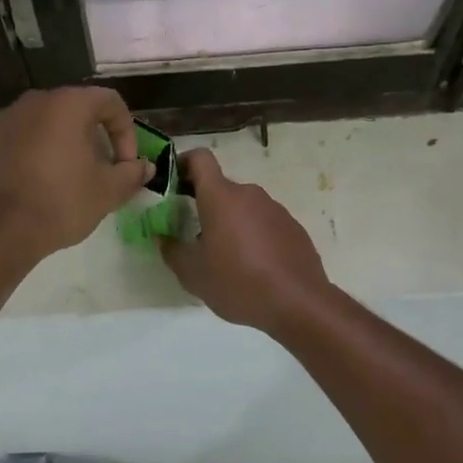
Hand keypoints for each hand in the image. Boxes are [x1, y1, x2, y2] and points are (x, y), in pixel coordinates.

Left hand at [0, 87, 152, 259]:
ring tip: (66, 176)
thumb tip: (145, 167)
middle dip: (93, 136)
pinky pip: (17, 137)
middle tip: (99, 169)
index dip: (126, 131)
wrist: (0, 230)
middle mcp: (34, 100)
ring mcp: (3, 118)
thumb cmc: (61, 203)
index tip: (125, 164)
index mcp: (68, 104)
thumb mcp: (108, 192)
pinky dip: (31, 151)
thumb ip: (131, 174)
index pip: (109, 102)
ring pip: (43, 123)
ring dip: (61, 143)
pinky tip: (34, 180)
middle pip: (74, 109)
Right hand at [158, 150, 330, 333]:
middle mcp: (249, 194)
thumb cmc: (238, 283)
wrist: (299, 303)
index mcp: (221, 197)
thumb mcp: (193, 274)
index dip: (183, 163)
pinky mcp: (293, 227)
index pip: (200, 159)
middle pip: (220, 187)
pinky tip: (252, 266)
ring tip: (224, 256)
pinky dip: (252, 235)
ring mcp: (275, 209)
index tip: (172, 184)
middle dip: (204, 204)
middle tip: (192, 235)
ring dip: (229, 222)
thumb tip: (163, 237)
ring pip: (242, 206)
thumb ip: (172, 250)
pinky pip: (263, 222)